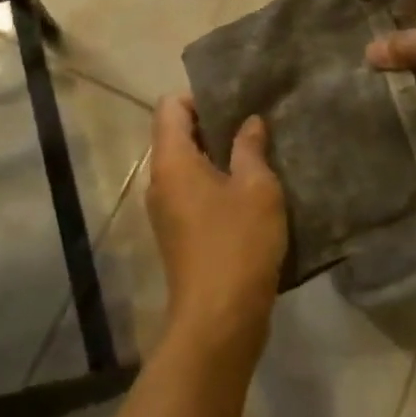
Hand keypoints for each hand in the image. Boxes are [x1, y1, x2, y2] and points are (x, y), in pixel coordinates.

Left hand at [145, 95, 286, 366]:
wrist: (219, 320)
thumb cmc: (238, 243)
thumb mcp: (256, 188)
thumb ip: (251, 148)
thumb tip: (250, 122)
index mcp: (172, 161)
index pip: (170, 107)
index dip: (199, 96)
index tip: (235, 101)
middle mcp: (159, 181)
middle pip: (176, 134)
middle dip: (212, 124)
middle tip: (253, 123)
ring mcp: (165, 210)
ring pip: (186, 166)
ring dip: (216, 155)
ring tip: (256, 153)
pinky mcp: (178, 234)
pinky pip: (191, 192)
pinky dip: (215, 182)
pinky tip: (249, 190)